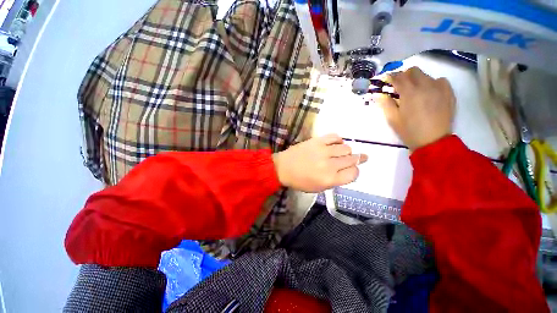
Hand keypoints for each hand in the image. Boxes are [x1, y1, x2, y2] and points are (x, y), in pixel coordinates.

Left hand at [272, 134, 367, 192]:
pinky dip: (339, 140)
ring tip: (342, 152)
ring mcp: (324, 151)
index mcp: (330, 179)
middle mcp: (329, 165)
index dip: (355, 171)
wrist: (283, 167)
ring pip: (346, 148)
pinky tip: (336, 144)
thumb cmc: (300, 181)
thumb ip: (335, 181)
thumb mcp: (318, 188)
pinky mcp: (317, 141)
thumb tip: (347, 170)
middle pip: (352, 159)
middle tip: (357, 158)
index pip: (353, 174)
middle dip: (356, 160)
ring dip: (347, 151)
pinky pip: (335, 137)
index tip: (352, 169)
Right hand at [375, 67, 455, 150]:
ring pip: (426, 75)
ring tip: (415, 92)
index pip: (398, 77)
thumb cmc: (409, 131)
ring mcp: (439, 88)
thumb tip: (381, 94)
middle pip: (413, 71)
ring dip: (417, 80)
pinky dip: (432, 83)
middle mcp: (425, 86)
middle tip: (400, 87)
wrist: (433, 141)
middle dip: (404, 76)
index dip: (391, 77)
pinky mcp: (449, 93)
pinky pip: (440, 81)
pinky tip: (429, 93)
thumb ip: (386, 104)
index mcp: (409, 92)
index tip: (387, 80)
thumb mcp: (392, 119)